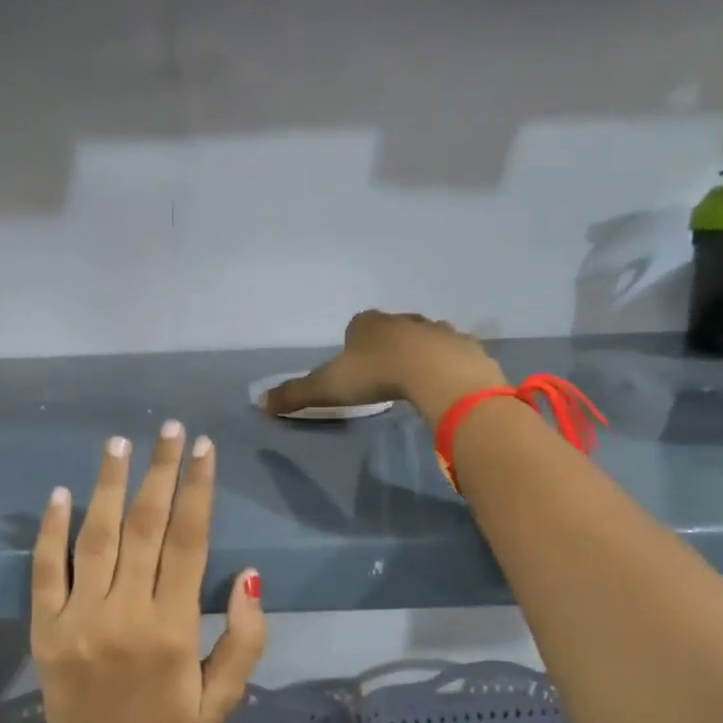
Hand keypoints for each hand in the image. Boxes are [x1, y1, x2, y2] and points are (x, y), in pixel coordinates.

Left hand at [31, 422, 267, 722]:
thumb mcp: (225, 697)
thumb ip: (245, 638)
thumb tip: (250, 576)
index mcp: (174, 626)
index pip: (190, 540)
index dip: (198, 489)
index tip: (204, 448)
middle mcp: (126, 611)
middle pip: (145, 526)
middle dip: (160, 472)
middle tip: (168, 429)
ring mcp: (80, 617)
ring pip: (96, 538)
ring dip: (107, 485)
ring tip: (118, 443)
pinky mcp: (45, 628)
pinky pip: (46, 571)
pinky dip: (51, 531)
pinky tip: (60, 494)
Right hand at [262, 311, 506, 424]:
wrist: (437, 373)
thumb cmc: (376, 375)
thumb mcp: (328, 387)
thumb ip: (295, 394)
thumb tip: (258, 403)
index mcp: (368, 323)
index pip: (356, 326)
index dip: (353, 344)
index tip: (354, 367)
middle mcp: (402, 319)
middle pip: (391, 330)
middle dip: (387, 346)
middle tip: (383, 376)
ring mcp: (436, 329)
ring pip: (423, 338)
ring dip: (418, 354)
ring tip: (415, 381)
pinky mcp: (463, 346)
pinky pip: (451, 354)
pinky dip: (446, 365)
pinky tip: (443, 385)